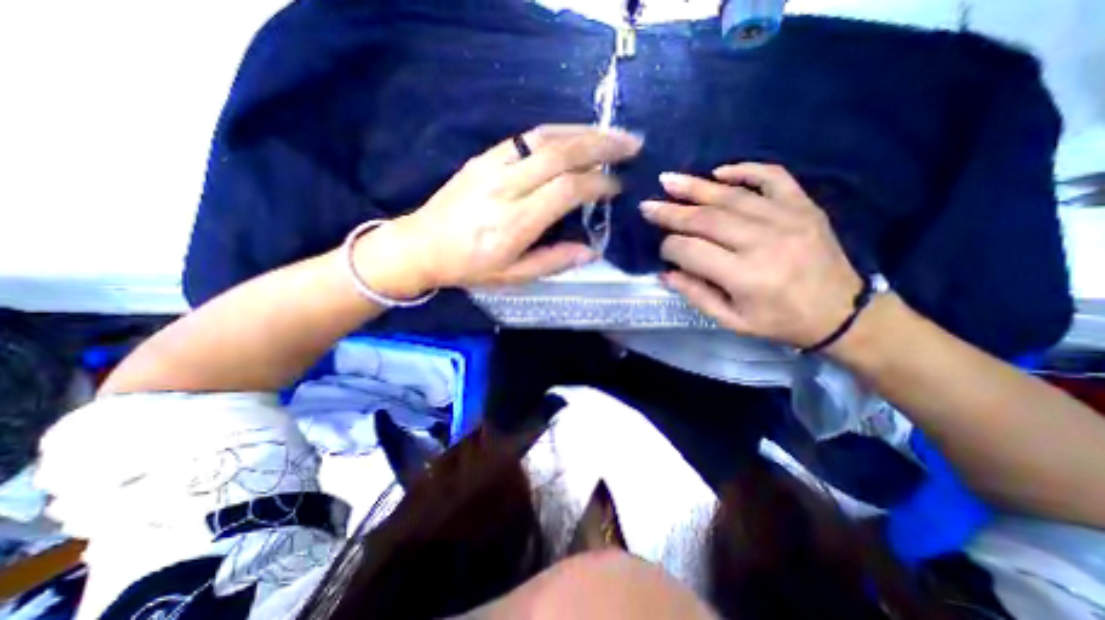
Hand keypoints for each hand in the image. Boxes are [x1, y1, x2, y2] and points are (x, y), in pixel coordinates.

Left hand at [353, 123, 644, 298]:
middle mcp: (505, 188)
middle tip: (631, 144)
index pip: (566, 191)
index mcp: (515, 223)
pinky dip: (557, 131)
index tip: (617, 187)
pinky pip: (525, 137)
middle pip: (560, 155)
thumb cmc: (469, 267)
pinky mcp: (483, 158)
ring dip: (583, 131)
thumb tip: (591, 251)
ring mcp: (492, 167)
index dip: (597, 185)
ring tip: (611, 134)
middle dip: (601, 146)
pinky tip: (574, 133)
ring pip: (544, 138)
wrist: (421, 246)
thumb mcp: (512, 277)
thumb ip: (553, 262)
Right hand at [644, 162, 867, 348]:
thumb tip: (666, 272)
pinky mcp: (805, 207)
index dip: (669, 247)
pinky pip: (773, 178)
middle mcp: (764, 243)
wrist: (842, 314)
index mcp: (745, 277)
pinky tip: (718, 170)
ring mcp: (788, 219)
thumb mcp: (732, 321)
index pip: (692, 251)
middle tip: (647, 205)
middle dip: (671, 212)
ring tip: (668, 180)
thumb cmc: (779, 322)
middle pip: (707, 219)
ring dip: (695, 187)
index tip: (661, 249)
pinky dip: (744, 170)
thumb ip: (696, 295)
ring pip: (732, 196)